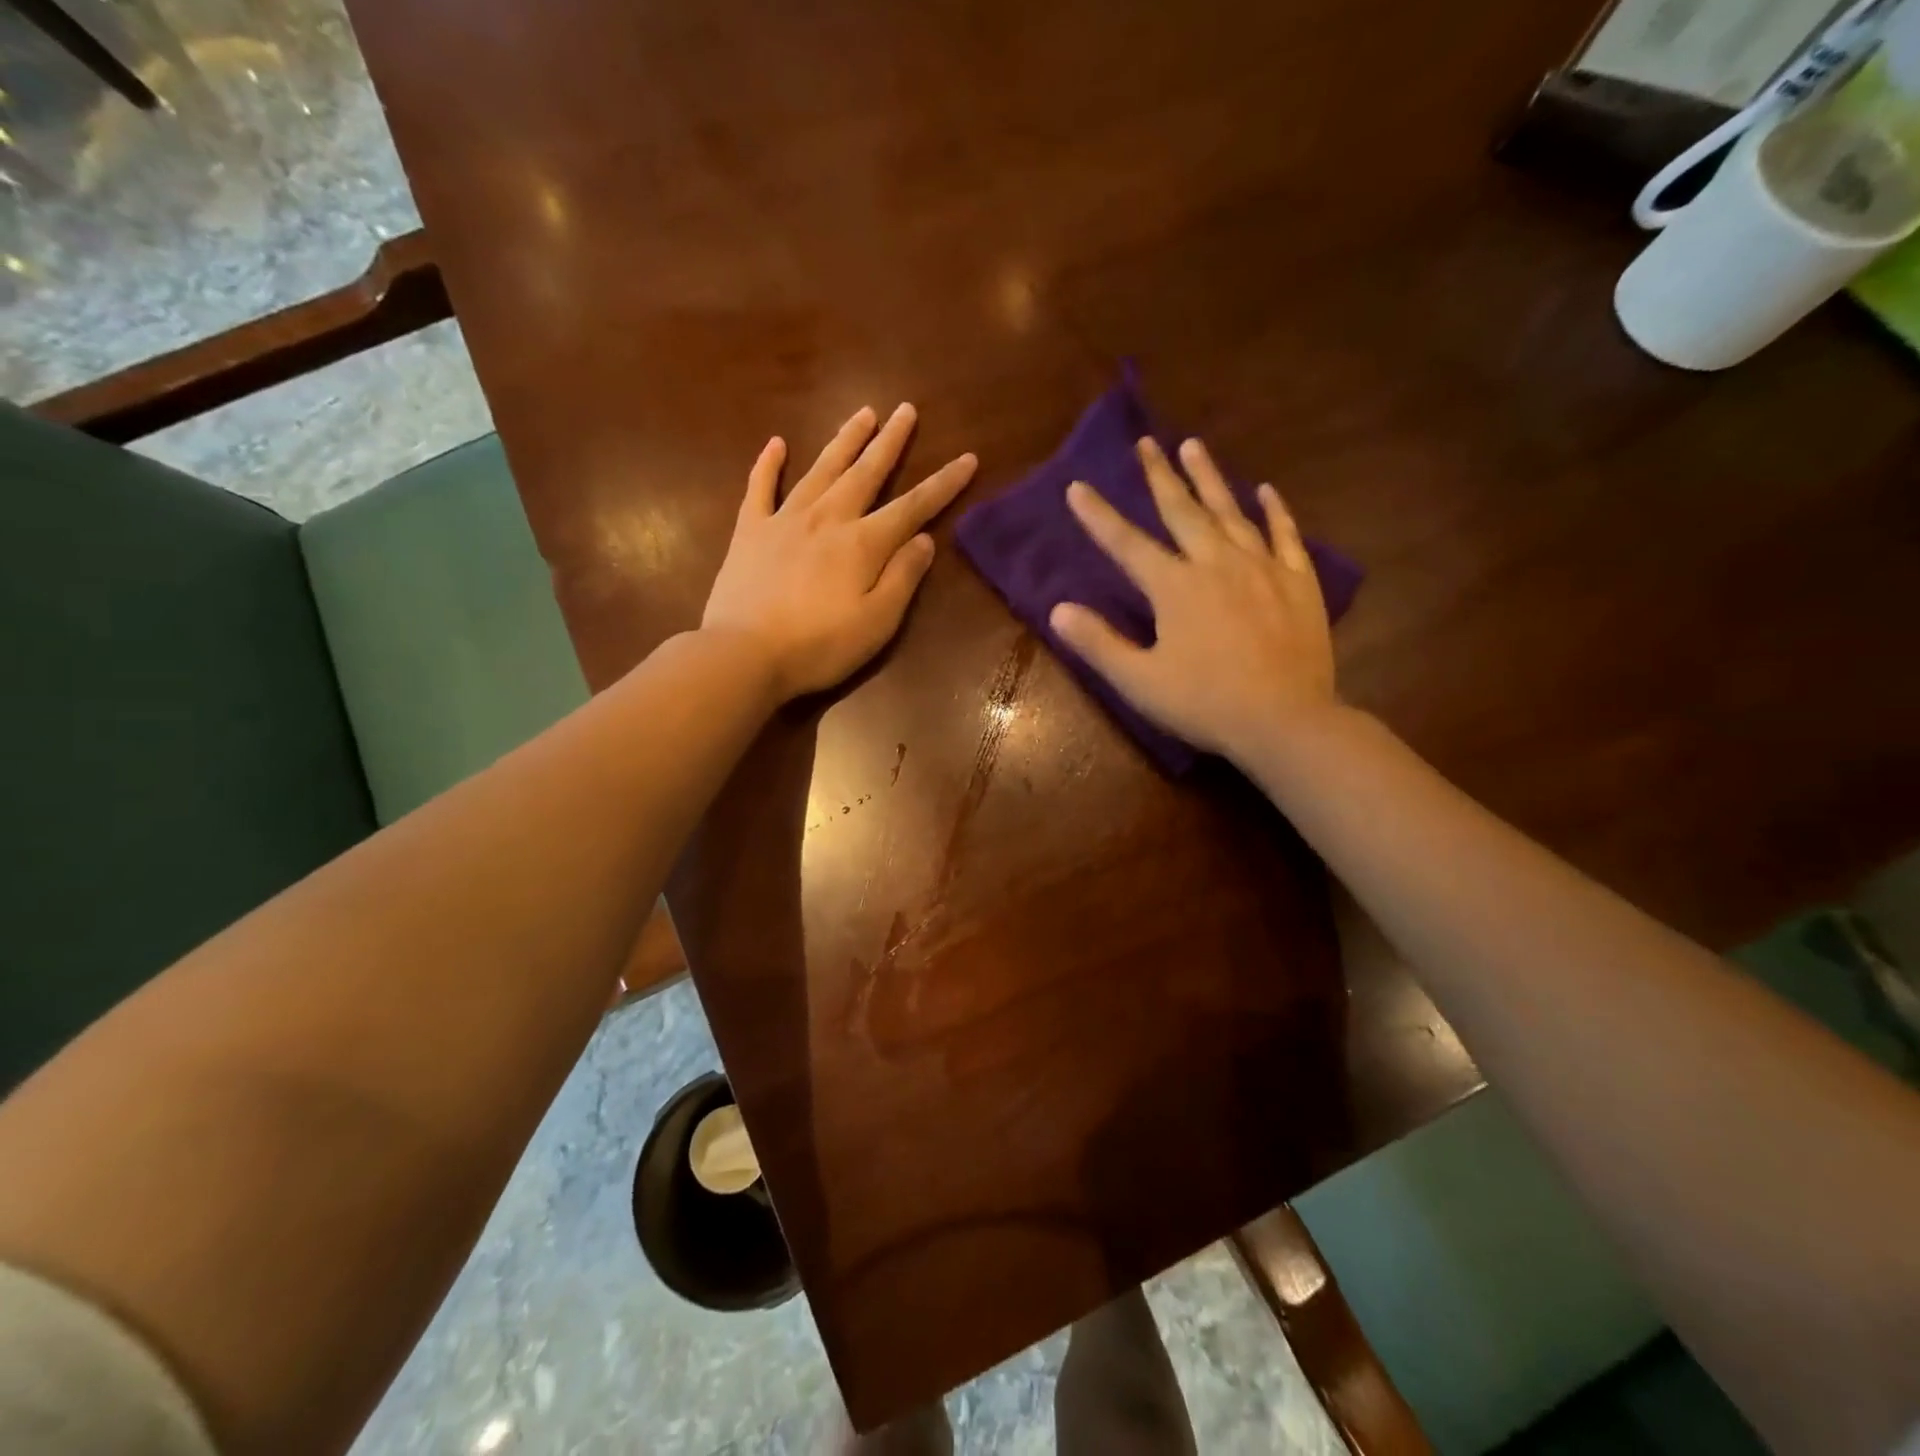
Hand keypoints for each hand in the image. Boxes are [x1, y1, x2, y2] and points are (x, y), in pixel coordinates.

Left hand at [702, 404, 976, 699]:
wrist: (743, 654)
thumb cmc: (819, 646)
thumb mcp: (877, 622)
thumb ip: (903, 577)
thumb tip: (925, 539)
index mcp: (863, 544)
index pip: (913, 507)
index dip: (943, 483)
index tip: (967, 458)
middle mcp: (827, 518)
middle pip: (865, 473)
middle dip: (890, 442)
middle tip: (906, 410)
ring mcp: (784, 520)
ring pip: (821, 469)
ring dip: (844, 440)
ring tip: (863, 414)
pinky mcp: (750, 531)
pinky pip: (760, 488)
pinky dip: (768, 464)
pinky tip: (776, 444)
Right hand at [1049, 436, 1335, 766]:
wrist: (1285, 721)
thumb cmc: (1205, 703)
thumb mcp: (1140, 681)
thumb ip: (1099, 643)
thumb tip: (1057, 609)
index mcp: (1175, 587)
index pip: (1127, 544)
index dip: (1099, 516)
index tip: (1078, 486)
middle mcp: (1217, 564)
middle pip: (1182, 511)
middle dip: (1159, 476)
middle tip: (1145, 442)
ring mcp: (1262, 568)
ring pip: (1231, 512)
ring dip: (1209, 478)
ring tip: (1193, 446)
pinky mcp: (1298, 583)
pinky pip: (1285, 535)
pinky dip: (1274, 511)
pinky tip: (1265, 491)